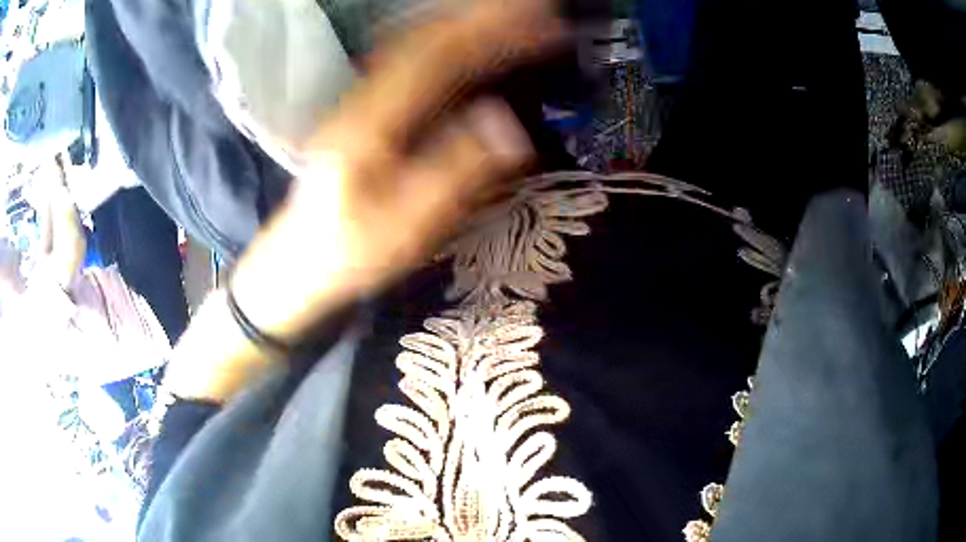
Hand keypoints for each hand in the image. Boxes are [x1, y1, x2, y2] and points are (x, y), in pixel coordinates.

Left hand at [165, 0, 566, 401]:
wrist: (297, 259)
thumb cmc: (349, 252)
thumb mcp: (405, 228)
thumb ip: (454, 173)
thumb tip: (510, 124)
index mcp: (373, 123)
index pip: (439, 57)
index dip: (491, 30)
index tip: (541, 21)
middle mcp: (365, 97)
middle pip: (428, 37)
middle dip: (485, 15)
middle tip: (538, 9)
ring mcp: (362, 99)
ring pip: (416, 42)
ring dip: (465, 20)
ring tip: (513, 15)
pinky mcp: (366, 108)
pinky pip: (409, 59)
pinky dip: (444, 38)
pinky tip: (466, 38)